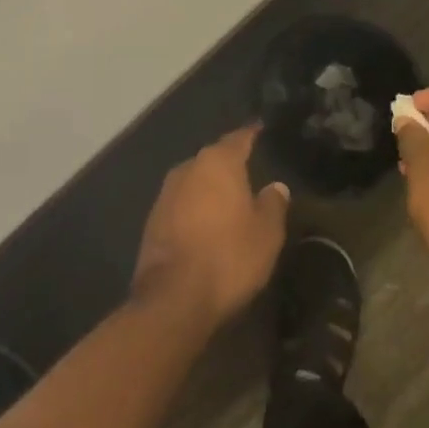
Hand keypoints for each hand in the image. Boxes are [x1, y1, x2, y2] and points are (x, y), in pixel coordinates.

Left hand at [132, 126, 290, 325]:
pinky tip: (206, 224)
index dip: (251, 134)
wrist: (173, 298)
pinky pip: (181, 204)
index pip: (238, 138)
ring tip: (229, 199)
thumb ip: (273, 204)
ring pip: (195, 181)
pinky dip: (195, 209)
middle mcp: (188, 168)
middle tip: (250, 171)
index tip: (261, 129)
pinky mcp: (152, 220)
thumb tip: (276, 186)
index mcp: (217, 162)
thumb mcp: (266, 233)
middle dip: (229, 164)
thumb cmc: (228, 256)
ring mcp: (165, 194)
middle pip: (213, 158)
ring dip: (210, 188)